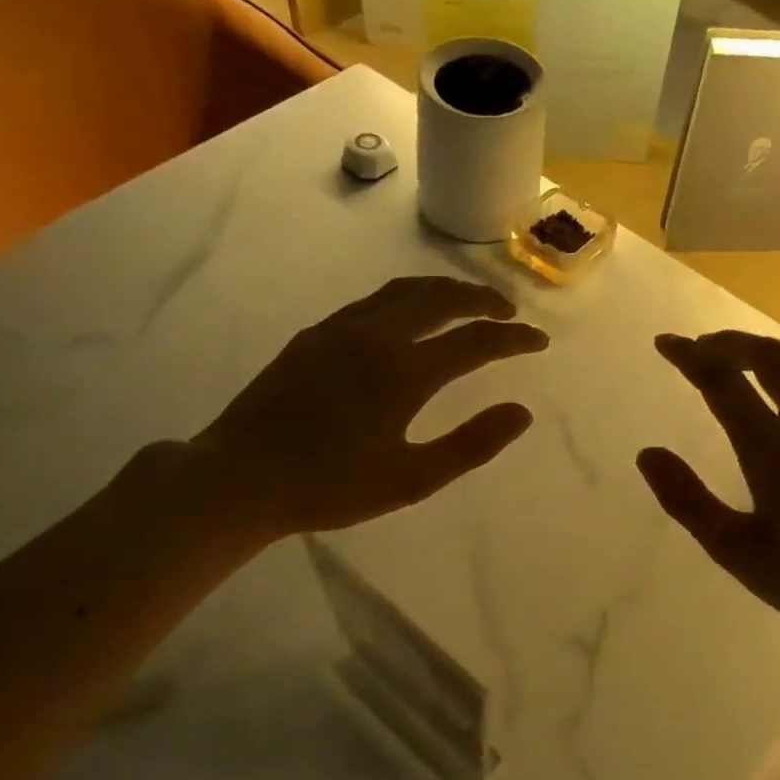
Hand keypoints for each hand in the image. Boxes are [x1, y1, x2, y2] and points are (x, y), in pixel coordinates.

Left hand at [194, 277, 547, 539]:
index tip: (540, 341)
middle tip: (508, 313)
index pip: (475, 342)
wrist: (240, 477)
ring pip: (403, 292)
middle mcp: (374, 336)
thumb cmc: (329, 487)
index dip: (513, 340)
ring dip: (442, 293)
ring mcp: (339, 330)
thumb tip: (522, 413)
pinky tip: (407, 319)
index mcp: (403, 372)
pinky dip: (406, 301)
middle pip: (440, 299)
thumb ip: (470, 445)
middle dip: (481, 300)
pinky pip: (372, 303)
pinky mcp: (313, 336)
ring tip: (466, 305)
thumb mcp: (410, 480)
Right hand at [636, 330, 779, 653]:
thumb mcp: (736, 551)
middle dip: (730, 343)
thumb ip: (687, 500)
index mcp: (772, 448)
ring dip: (771, 355)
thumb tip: (647, 454)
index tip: (665, 343)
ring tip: (748, 364)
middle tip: (704, 348)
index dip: (688, 356)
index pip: (721, 381)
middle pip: (769, 356)